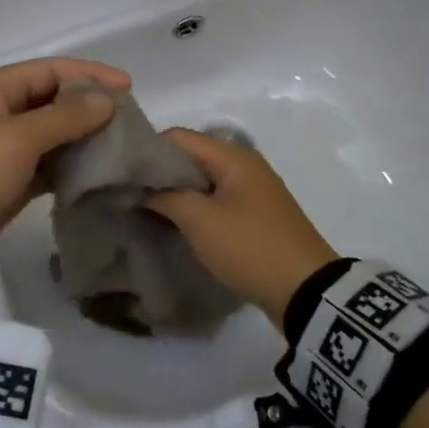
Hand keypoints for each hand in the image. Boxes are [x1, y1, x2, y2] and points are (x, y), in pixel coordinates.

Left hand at [0, 57, 128, 281]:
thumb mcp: (16, 141)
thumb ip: (64, 117)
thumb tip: (105, 100)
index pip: (48, 70)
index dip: (89, 75)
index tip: (130, 89)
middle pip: (51, 101)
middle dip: (89, 108)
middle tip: (130, 123)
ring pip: (50, 135)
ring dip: (82, 139)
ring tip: (121, 148)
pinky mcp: (5, 183)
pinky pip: (43, 166)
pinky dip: (67, 168)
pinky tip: (97, 175)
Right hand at [146, 128, 338, 326]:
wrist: (306, 291)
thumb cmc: (249, 247)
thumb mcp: (200, 220)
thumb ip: (166, 196)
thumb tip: (142, 187)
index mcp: (233, 156)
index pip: (178, 136)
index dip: (147, 150)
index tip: (122, 173)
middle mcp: (244, 164)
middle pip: (191, 156)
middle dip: (159, 173)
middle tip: (129, 193)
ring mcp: (252, 190)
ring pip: (202, 180)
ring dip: (176, 192)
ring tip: (145, 209)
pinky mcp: (255, 215)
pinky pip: (216, 200)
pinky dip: (194, 207)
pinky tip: (175, 223)